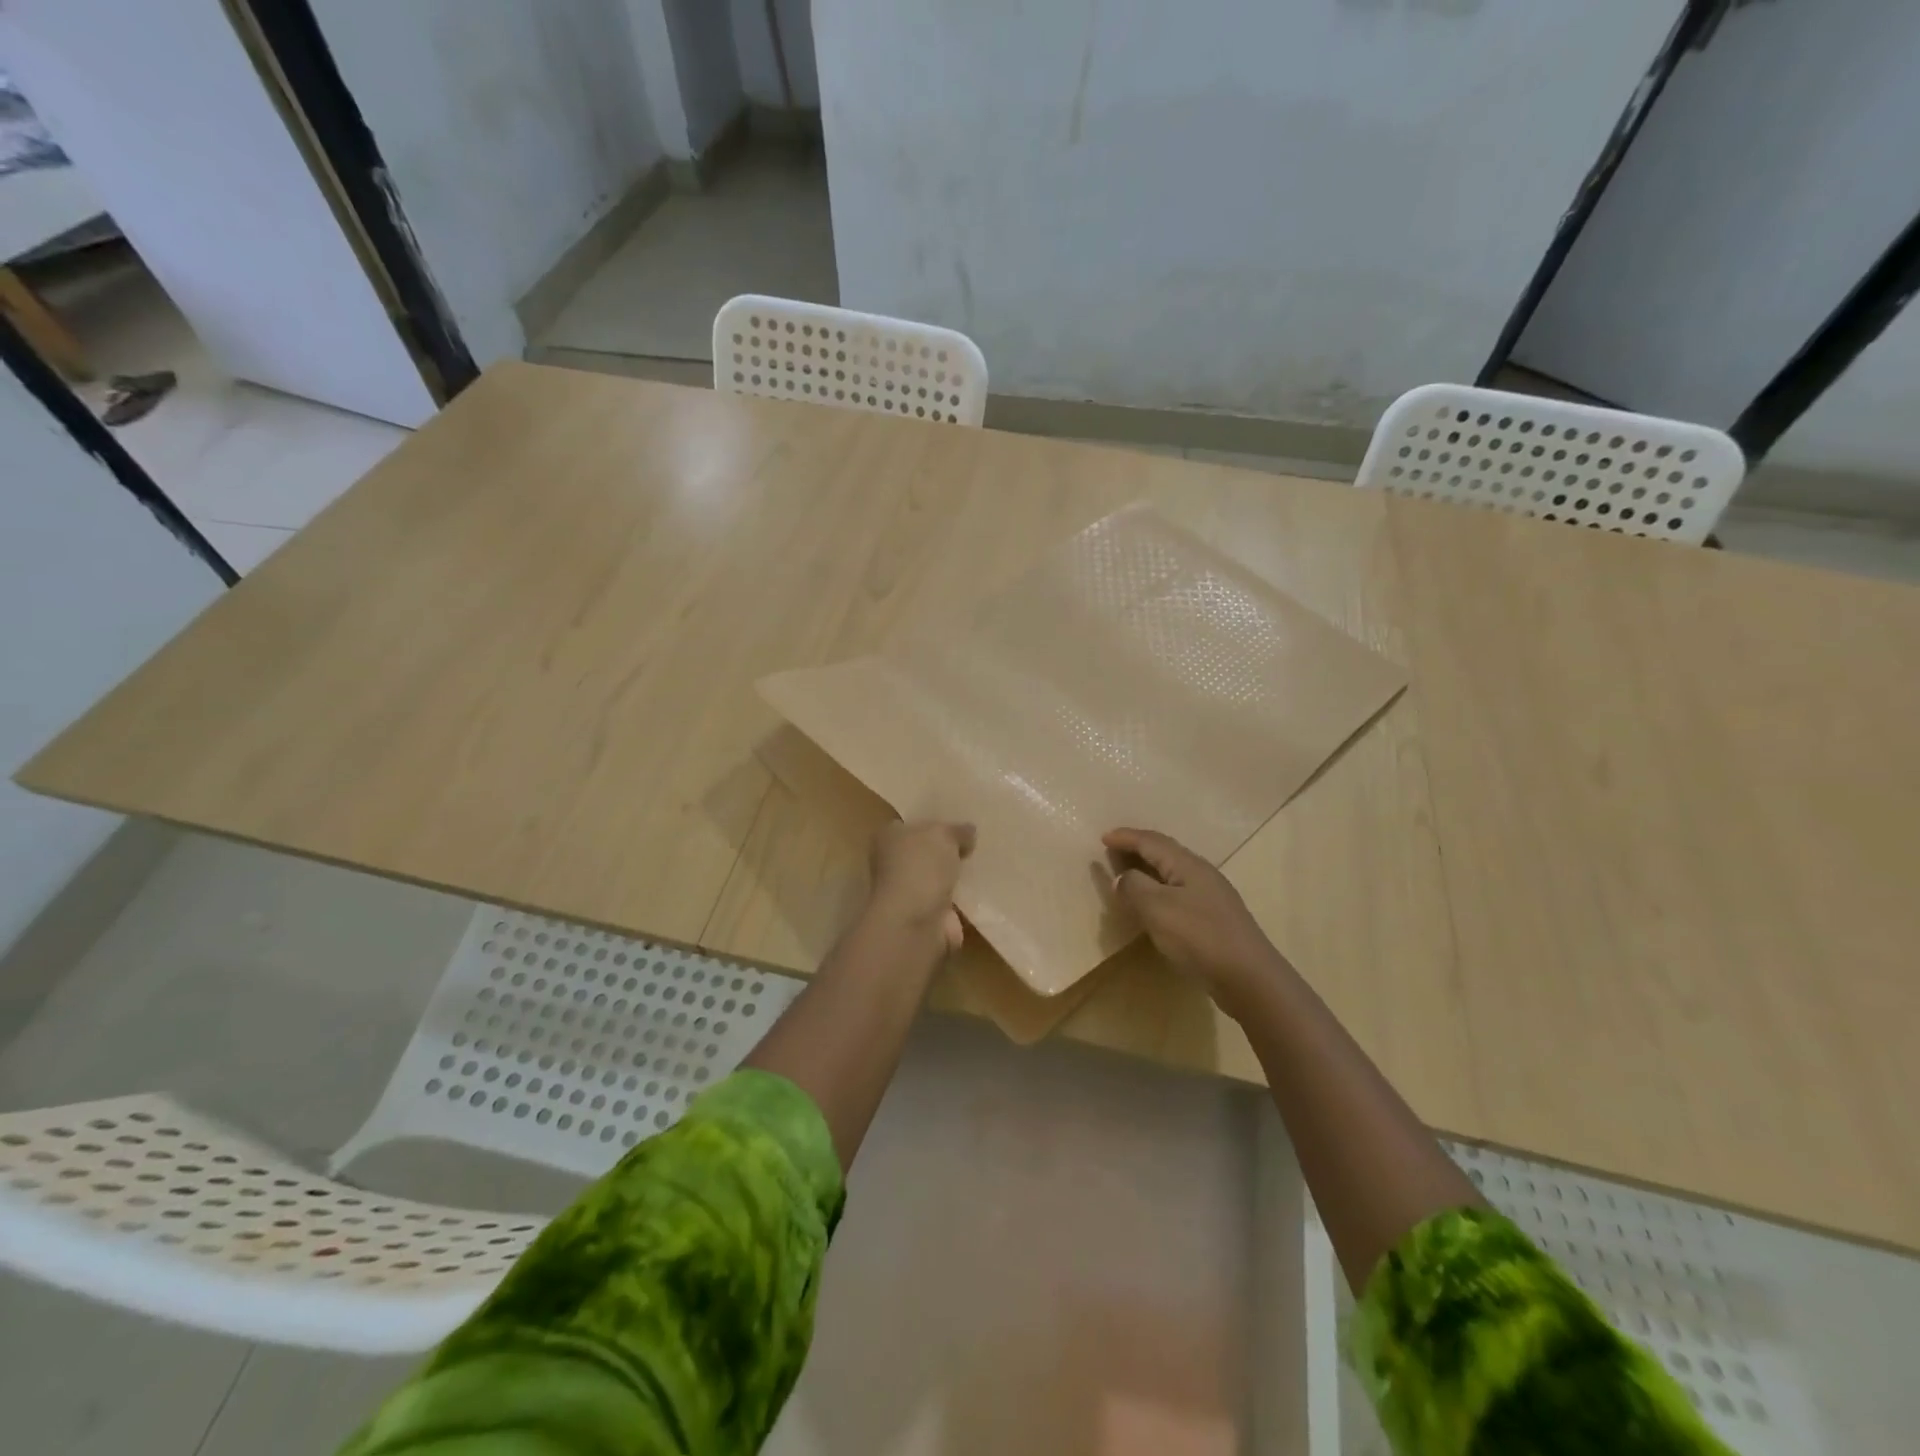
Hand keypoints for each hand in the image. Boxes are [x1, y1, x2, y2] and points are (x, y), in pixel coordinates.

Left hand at [868, 820, 976, 950]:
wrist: (914, 922)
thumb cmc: (920, 867)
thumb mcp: (944, 835)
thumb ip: (957, 830)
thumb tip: (968, 832)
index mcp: (888, 837)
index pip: (908, 825)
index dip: (931, 823)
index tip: (956, 825)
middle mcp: (891, 864)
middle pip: (921, 852)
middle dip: (943, 852)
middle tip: (972, 845)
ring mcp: (906, 893)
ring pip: (933, 878)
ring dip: (951, 877)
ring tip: (979, 868)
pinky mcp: (922, 916)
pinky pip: (944, 902)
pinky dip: (958, 901)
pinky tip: (976, 894)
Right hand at [1104, 827, 1285, 1008]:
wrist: (1249, 978)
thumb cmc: (1199, 937)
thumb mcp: (1157, 908)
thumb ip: (1134, 887)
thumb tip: (1123, 878)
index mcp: (1187, 865)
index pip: (1151, 841)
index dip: (1126, 837)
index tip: (1103, 837)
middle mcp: (1201, 874)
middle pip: (1164, 853)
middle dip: (1136, 850)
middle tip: (1111, 854)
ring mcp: (1211, 897)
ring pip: (1172, 873)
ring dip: (1147, 871)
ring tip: (1127, 877)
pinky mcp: (1214, 919)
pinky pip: (1178, 893)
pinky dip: (1158, 891)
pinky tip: (1152, 906)